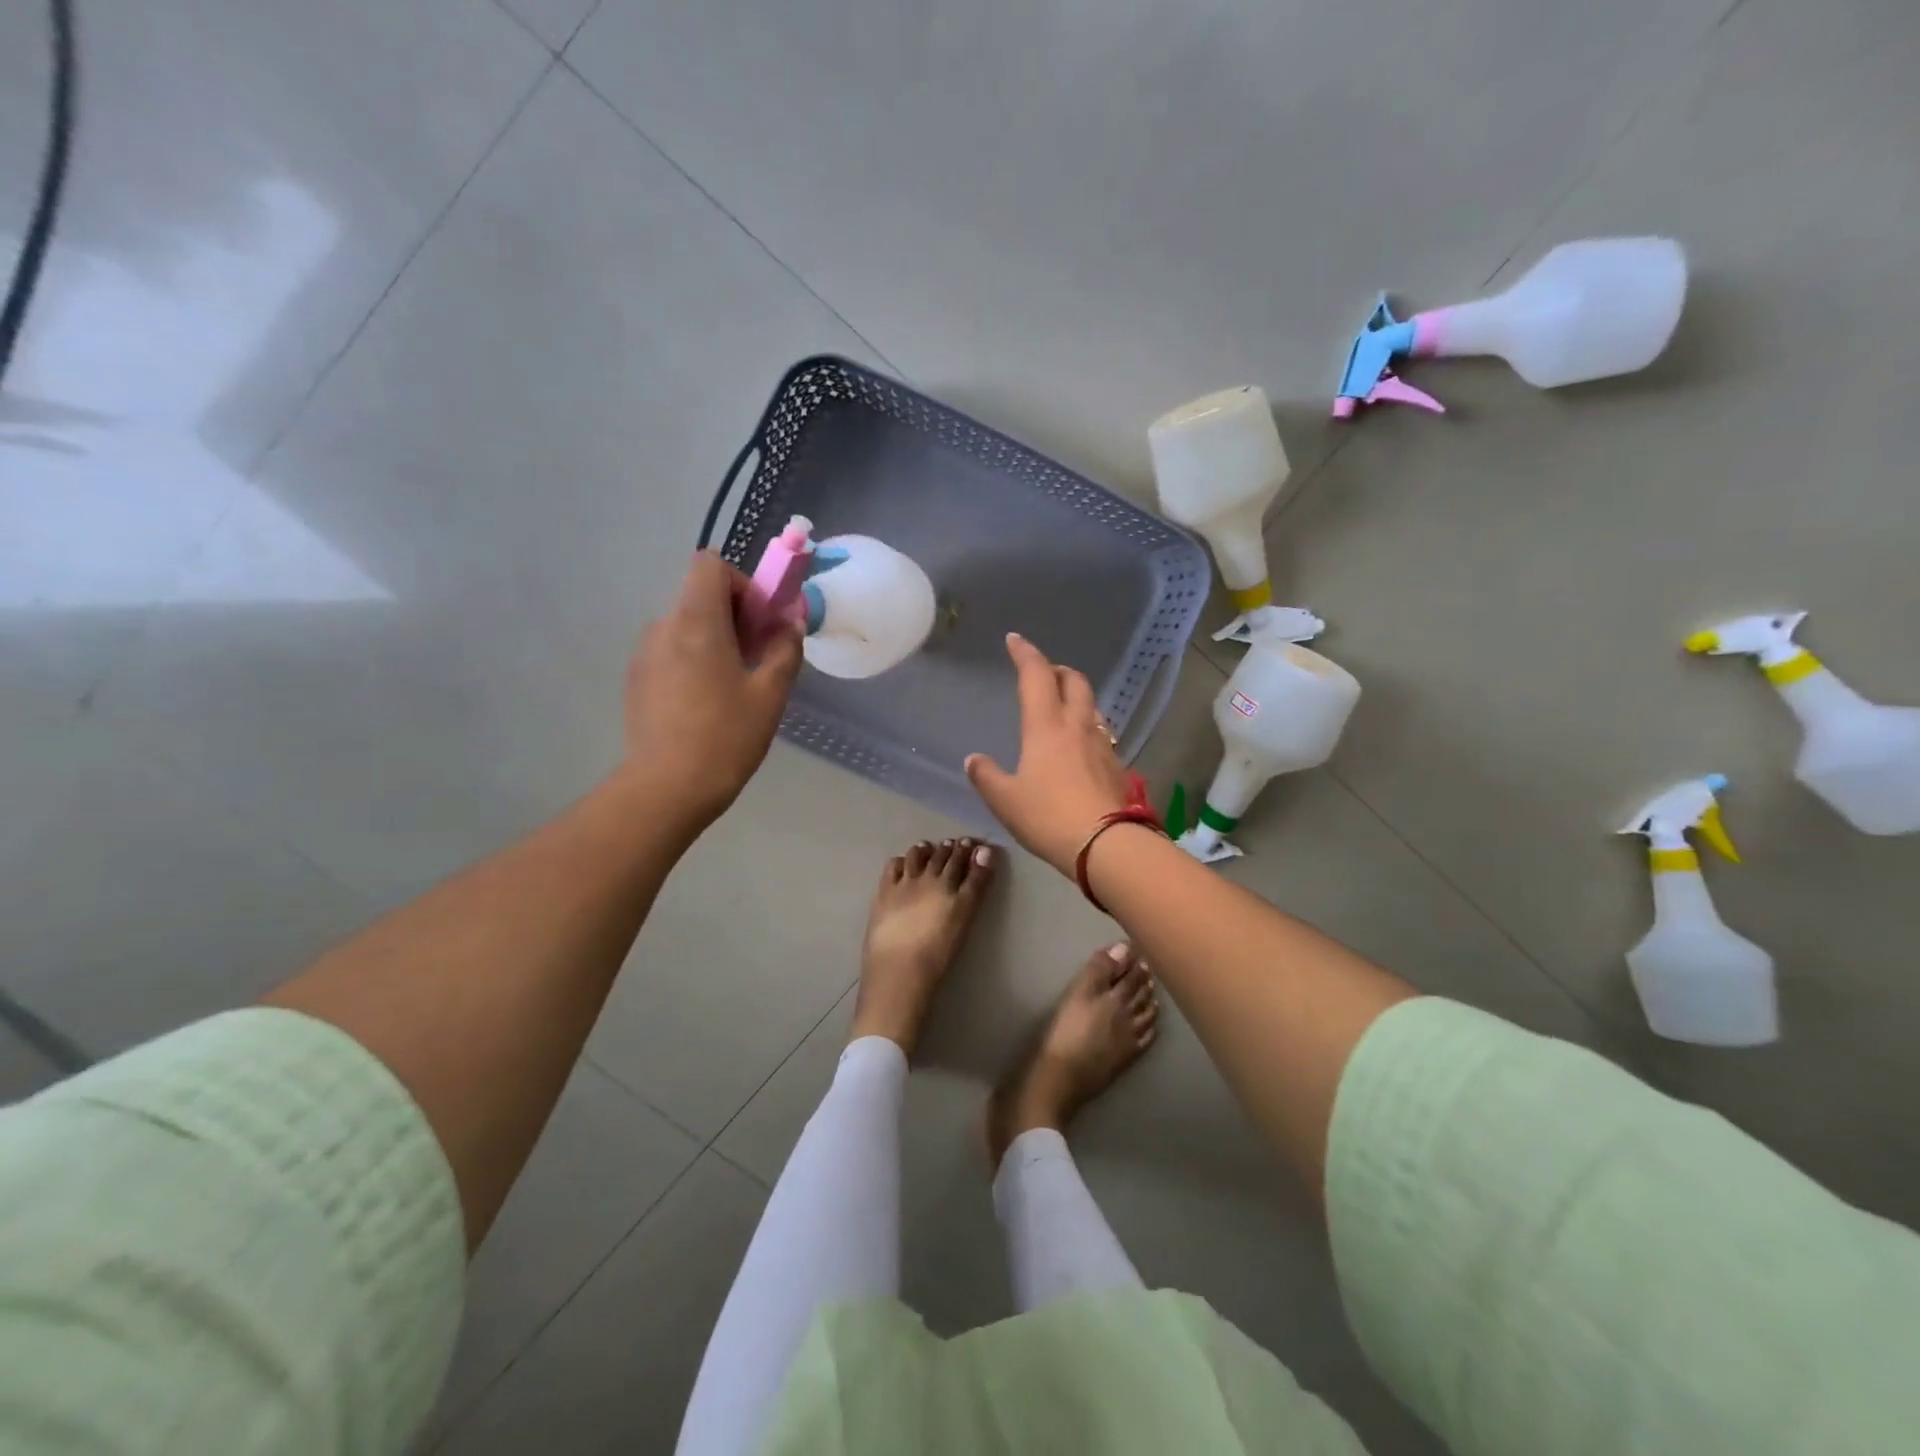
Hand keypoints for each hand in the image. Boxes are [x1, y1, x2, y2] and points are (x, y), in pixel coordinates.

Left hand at [621, 552, 802, 832]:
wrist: (668, 788)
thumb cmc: (726, 736)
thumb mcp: (770, 693)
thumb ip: (784, 648)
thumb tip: (790, 622)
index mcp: (696, 621)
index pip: (710, 564)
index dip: (742, 583)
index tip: (760, 621)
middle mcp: (664, 626)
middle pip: (700, 595)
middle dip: (735, 615)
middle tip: (758, 657)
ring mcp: (645, 653)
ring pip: (686, 625)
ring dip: (715, 639)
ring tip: (734, 685)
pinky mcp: (637, 679)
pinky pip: (671, 651)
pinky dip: (694, 660)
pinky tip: (707, 703)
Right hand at [965, 633, 1133, 874]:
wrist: (1107, 845)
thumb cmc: (1049, 817)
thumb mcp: (1006, 801)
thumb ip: (987, 777)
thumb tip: (973, 759)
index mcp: (1046, 726)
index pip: (1036, 675)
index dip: (1025, 653)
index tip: (1015, 640)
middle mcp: (1077, 726)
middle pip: (1074, 681)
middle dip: (1058, 670)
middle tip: (1044, 674)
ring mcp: (1102, 745)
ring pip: (1092, 706)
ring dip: (1077, 697)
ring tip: (1063, 707)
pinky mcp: (1117, 766)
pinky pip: (1101, 733)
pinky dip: (1088, 727)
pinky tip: (1081, 747)